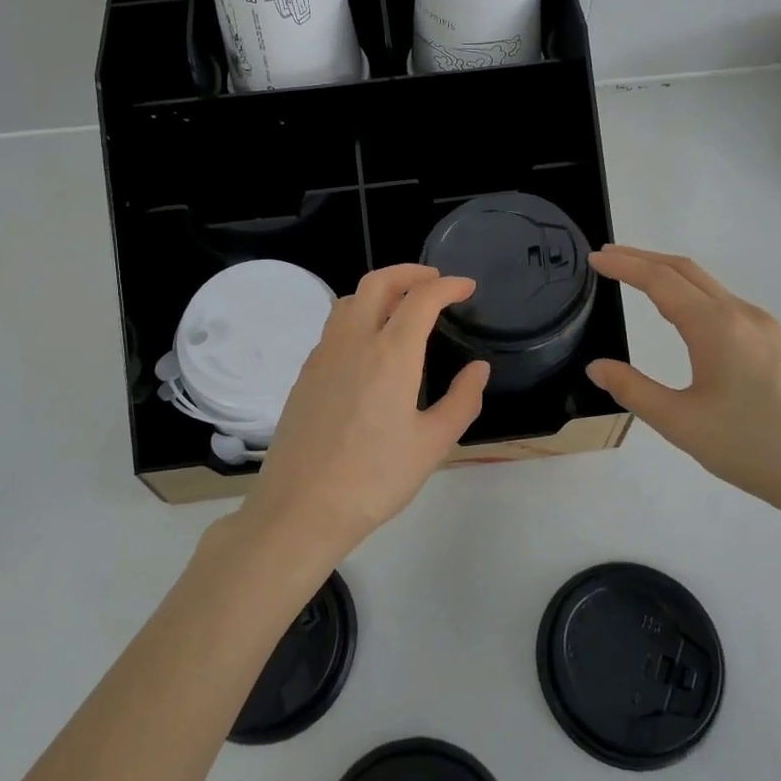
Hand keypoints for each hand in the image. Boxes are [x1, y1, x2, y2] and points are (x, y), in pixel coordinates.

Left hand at [241, 264, 489, 557]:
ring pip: (349, 300)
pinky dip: (358, 315)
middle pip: (377, 283)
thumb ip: (462, 400)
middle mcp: (353, 342)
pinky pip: (334, 327)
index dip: (447, 286)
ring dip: (379, 290)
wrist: (302, 507)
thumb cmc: (375, 478)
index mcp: (390, 354)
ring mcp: (323, 355)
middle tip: (434, 281)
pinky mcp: (305, 374)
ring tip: (401, 306)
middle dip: (409, 273)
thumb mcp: (432, 444)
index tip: (466, 286)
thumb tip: (478, 369)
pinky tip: (369, 344)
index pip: (421, 299)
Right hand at [586, 245, 780, 528]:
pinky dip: (690, 293)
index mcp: (717, 327)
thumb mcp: (681, 424)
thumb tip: (597, 367)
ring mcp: (763, 327)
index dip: (624, 265)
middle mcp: (742, 315)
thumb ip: (634, 390)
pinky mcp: (775, 343)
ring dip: (668, 274)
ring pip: (707, 285)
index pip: (661, 281)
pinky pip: (723, 302)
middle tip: (607, 257)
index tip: (594, 257)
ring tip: (635, 277)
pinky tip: (680, 313)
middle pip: (686, 270)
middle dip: (644, 258)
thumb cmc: (753, 449)